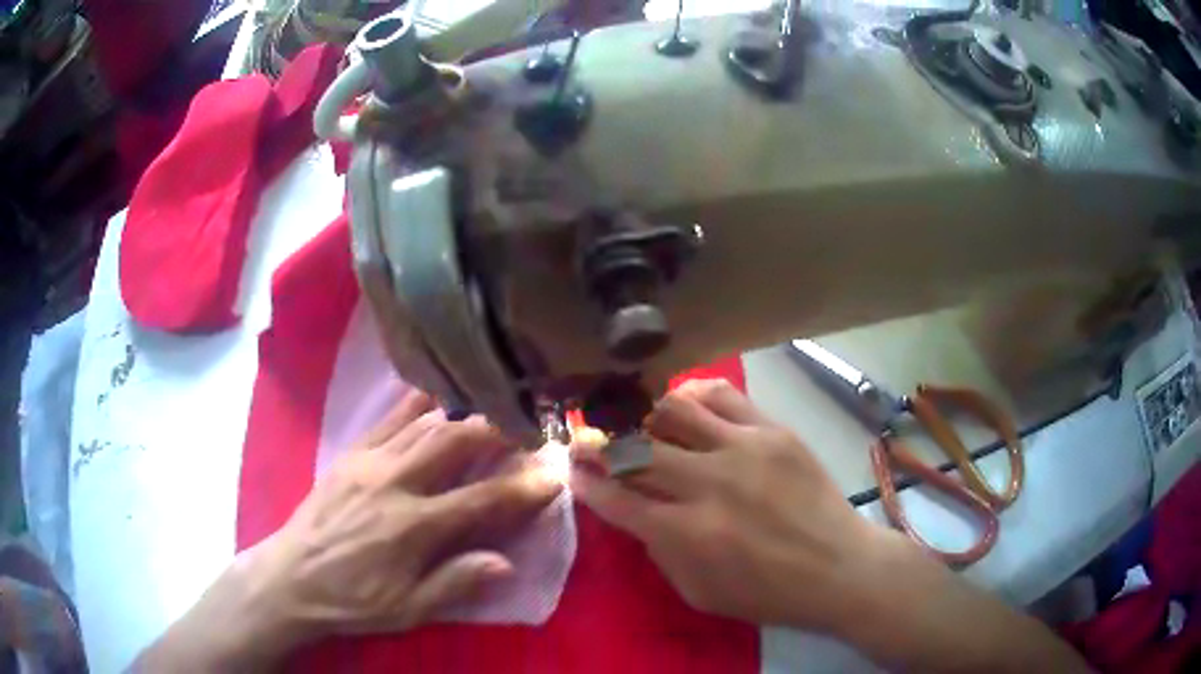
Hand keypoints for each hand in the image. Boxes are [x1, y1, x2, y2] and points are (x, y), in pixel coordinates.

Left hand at [137, 389, 561, 670]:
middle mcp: (394, 483)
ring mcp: (369, 461)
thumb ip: (455, 584)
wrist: (290, 577)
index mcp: (412, 527)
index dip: (523, 488)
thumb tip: (506, 563)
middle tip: (529, 423)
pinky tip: (438, 390)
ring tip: (494, 401)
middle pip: (455, 442)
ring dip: (465, 410)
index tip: (555, 474)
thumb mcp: (407, 609)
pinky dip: (418, 401)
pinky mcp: (351, 453)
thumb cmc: (353, 600)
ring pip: (425, 422)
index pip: (482, 500)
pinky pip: (389, 417)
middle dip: (498, 429)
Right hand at [570, 379, 886, 631]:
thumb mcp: (698, 593)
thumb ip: (659, 551)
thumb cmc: (767, 593)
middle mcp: (707, 484)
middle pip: (634, 450)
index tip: (573, 471)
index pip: (617, 498)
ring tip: (641, 423)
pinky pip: (722, 395)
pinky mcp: (772, 430)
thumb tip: (637, 510)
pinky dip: (695, 395)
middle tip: (587, 440)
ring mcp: (742, 449)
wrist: (838, 567)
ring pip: (673, 410)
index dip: (586, 483)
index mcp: (685, 534)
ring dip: (645, 416)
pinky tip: (687, 405)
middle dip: (599, 444)